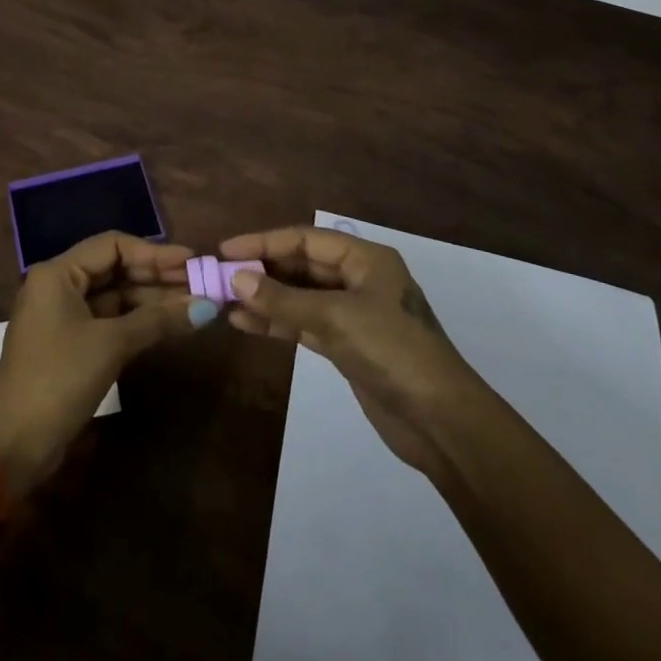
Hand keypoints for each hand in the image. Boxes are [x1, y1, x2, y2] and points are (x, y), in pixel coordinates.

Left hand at [0, 232, 211, 495]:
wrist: (14, 444)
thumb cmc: (59, 379)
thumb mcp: (111, 344)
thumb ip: (158, 320)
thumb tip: (206, 307)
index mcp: (57, 273)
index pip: (113, 246)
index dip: (155, 252)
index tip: (192, 261)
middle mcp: (57, 286)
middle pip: (114, 269)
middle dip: (156, 276)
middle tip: (198, 282)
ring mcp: (62, 316)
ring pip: (113, 296)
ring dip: (150, 300)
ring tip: (193, 303)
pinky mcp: (68, 344)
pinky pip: (108, 319)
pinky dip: (136, 321)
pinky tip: (167, 324)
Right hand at [218, 224, 482, 479]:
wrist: (441, 421)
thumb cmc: (393, 352)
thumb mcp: (335, 318)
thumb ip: (284, 299)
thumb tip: (236, 278)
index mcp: (366, 259)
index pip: (305, 239)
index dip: (264, 242)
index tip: (226, 249)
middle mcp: (359, 279)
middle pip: (302, 265)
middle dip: (263, 270)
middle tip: (220, 277)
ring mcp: (354, 313)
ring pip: (300, 296)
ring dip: (265, 298)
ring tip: (225, 301)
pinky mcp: (348, 345)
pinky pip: (305, 323)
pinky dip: (278, 322)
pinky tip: (247, 324)